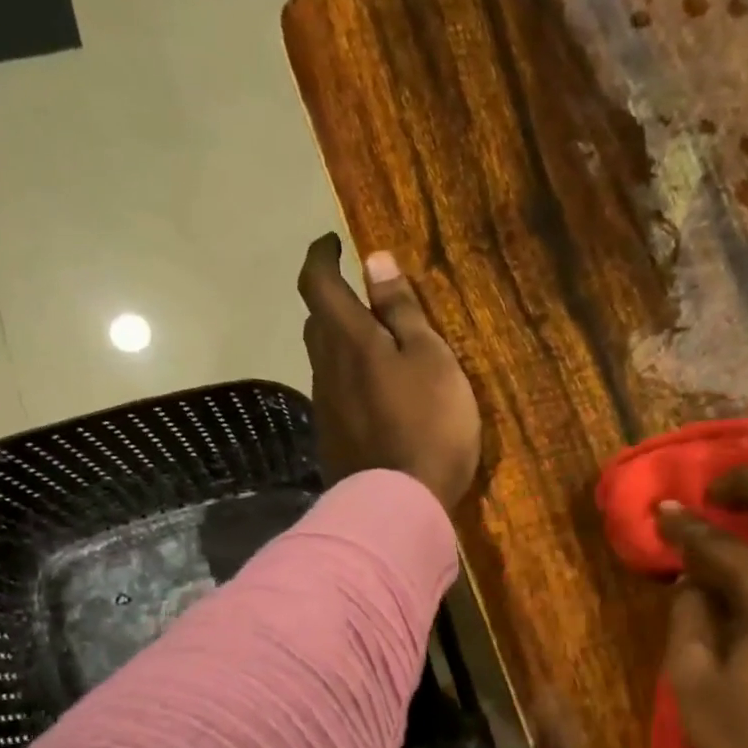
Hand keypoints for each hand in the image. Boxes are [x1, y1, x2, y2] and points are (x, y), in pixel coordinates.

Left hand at [297, 233, 480, 511]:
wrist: (400, 503)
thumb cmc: (428, 424)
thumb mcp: (430, 359)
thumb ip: (402, 311)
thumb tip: (374, 260)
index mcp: (350, 339)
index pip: (319, 283)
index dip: (322, 257)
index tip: (333, 243)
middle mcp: (326, 369)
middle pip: (317, 323)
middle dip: (332, 302)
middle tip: (360, 298)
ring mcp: (325, 409)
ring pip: (324, 362)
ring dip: (341, 345)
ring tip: (374, 348)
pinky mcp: (331, 441)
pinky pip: (334, 396)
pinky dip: (348, 382)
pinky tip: (373, 397)